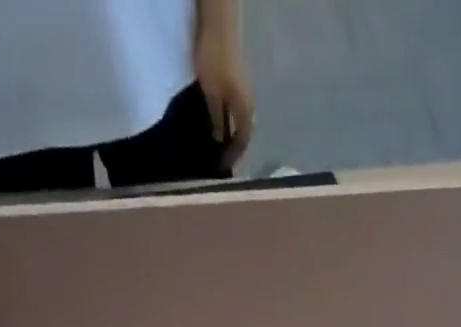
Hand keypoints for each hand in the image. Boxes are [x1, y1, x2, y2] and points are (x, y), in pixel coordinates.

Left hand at [194, 30, 254, 167]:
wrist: (218, 26)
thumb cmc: (215, 61)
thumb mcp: (212, 94)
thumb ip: (217, 119)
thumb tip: (219, 140)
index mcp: (245, 110)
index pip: (243, 141)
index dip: (233, 155)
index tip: (222, 166)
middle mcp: (248, 104)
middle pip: (243, 132)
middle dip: (232, 147)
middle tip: (219, 159)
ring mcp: (244, 93)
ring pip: (239, 121)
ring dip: (230, 134)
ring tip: (217, 145)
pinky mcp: (236, 84)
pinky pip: (234, 110)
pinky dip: (228, 121)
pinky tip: (217, 124)